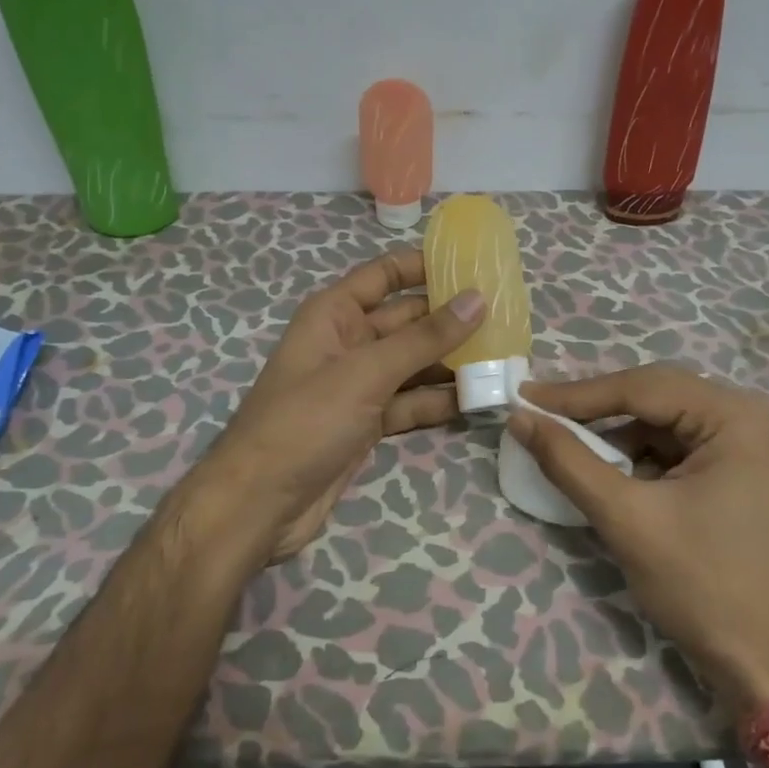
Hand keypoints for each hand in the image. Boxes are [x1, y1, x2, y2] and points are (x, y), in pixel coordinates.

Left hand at [194, 250, 483, 562]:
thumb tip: (476, 299)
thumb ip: (424, 338)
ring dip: (452, 364)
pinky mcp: (367, 423)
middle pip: (407, 321)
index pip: (384, 275)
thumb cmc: (306, 421)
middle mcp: (347, 342)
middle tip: (508, 318)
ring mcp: (358, 385)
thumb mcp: (366, 372)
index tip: (473, 264)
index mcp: (334, 314)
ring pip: (413, 364)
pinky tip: (477, 401)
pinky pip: (410, 402)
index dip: (424, 265)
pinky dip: (438, 402)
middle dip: (451, 320)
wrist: (260, 504)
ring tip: (504, 360)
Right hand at [507, 365, 768, 712]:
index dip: (577, 394)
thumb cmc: (706, 587)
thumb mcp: (628, 519)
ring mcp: (757, 448)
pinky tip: (616, 479)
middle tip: (541, 416)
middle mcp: (755, 418)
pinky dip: (645, 460)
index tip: (525, 396)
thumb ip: (569, 461)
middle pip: (658, 399)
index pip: (643, 388)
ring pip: (668, 425)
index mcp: (739, 417)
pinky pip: (684, 450)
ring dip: (620, 439)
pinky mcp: (750, 476)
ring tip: (572, 451)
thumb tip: (520, 417)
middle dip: (598, 413)